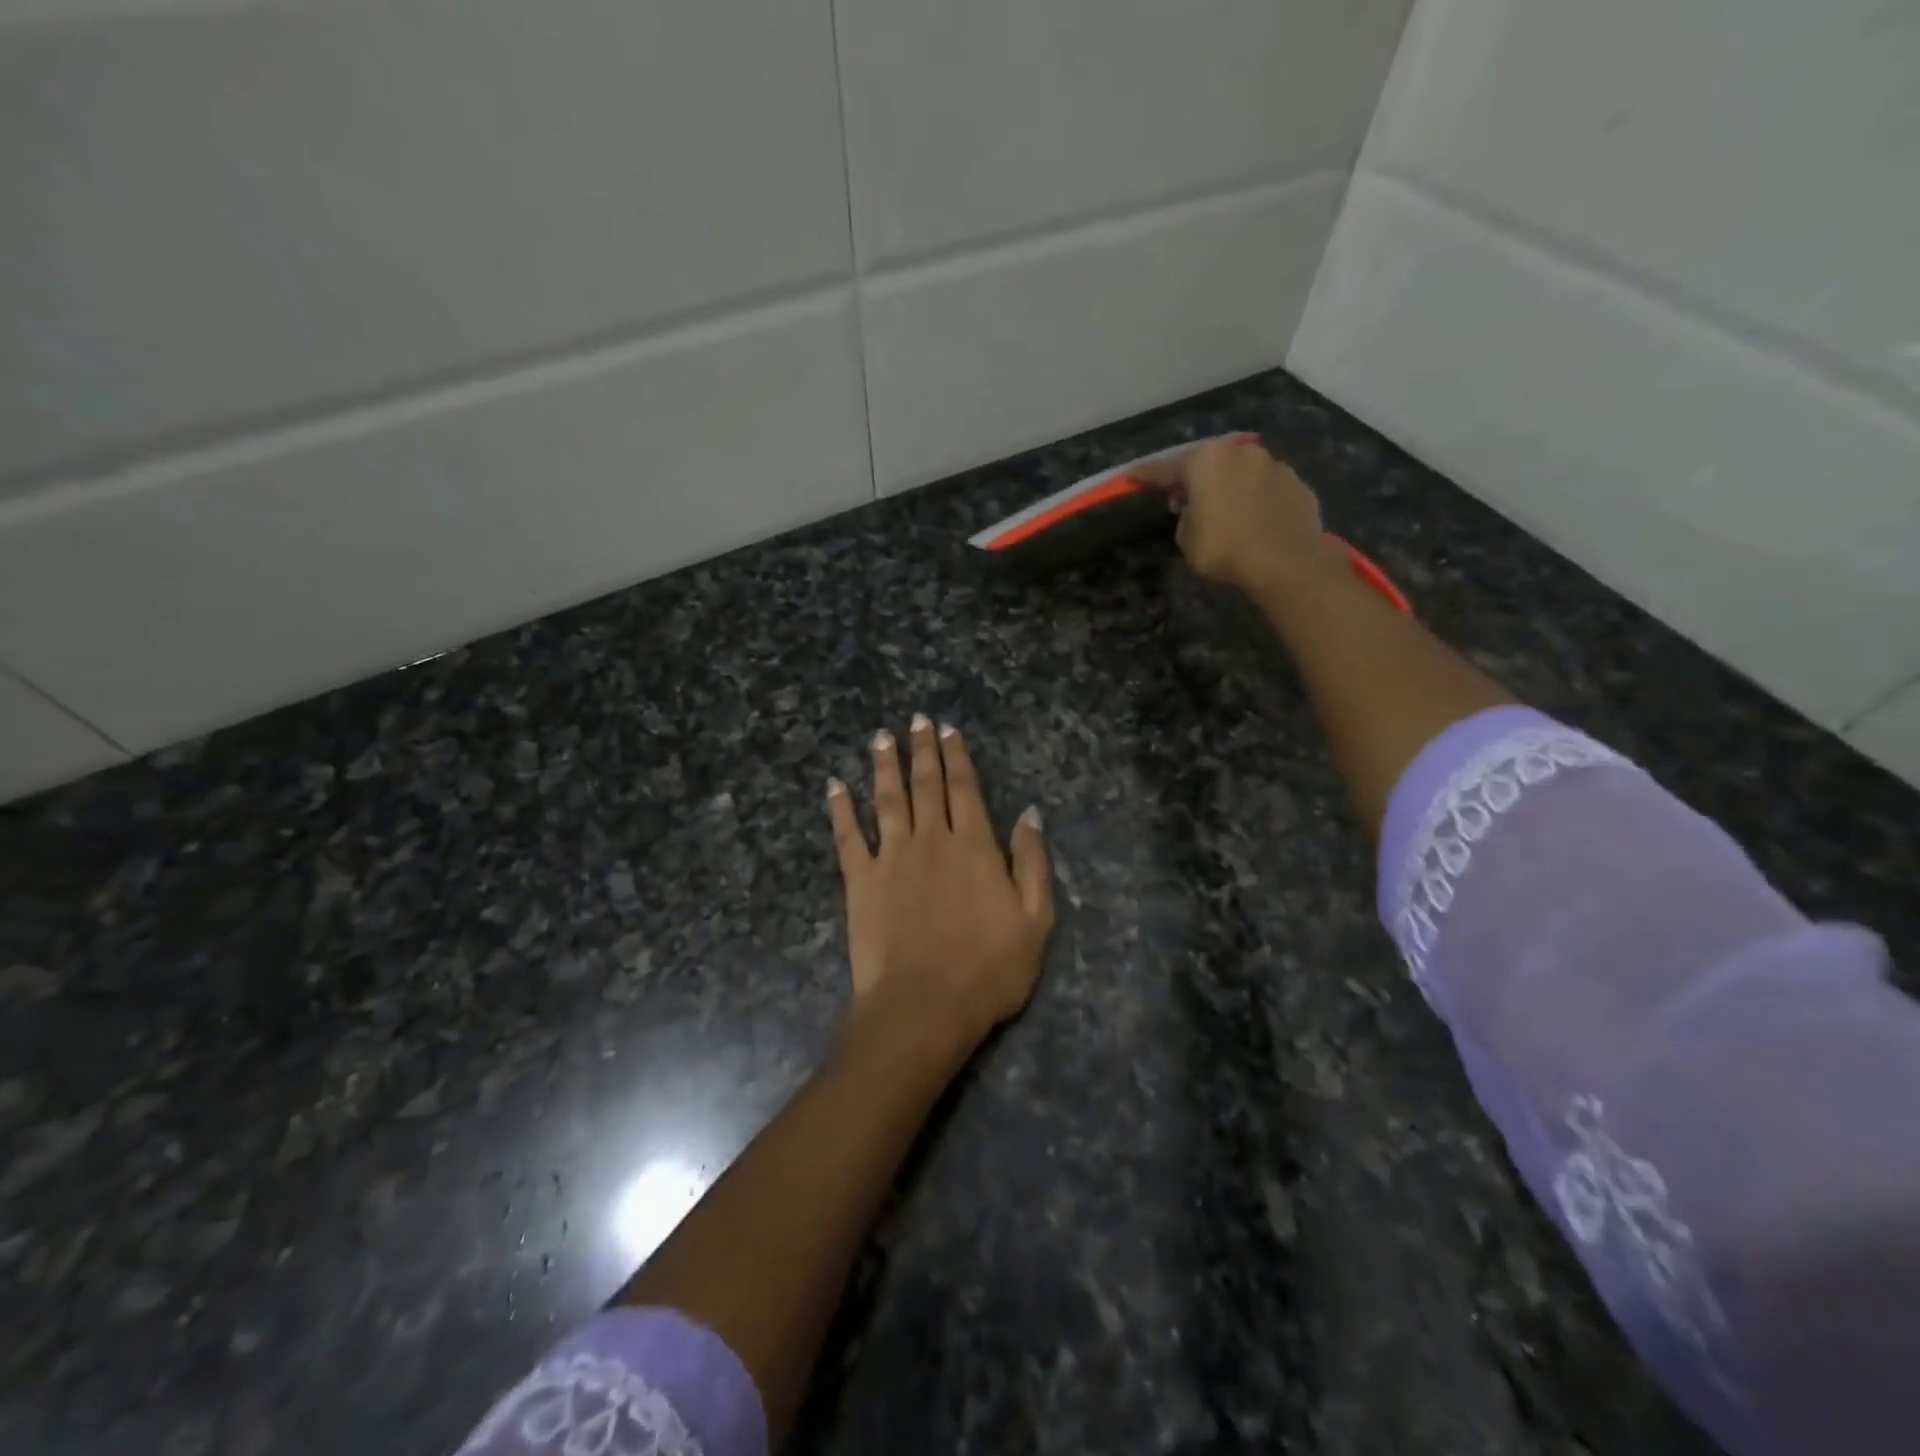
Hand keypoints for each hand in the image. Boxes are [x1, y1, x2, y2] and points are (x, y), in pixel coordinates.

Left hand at [827, 716, 1053, 1054]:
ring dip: (885, 766)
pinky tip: (834, 786)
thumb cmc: (988, 970)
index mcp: (973, 846)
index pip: (964, 789)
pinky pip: (847, 837)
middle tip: (917, 720)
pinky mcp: (860, 880)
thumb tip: (1029, 813)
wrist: (924, 1007)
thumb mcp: (1035, 920)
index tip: (949, 730)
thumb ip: (1032, 862)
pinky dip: (840, 809)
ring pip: (888, 799)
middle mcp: (931, 840)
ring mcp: (891, 857)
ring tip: (882, 738)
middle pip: (926, 784)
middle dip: (923, 750)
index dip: (957, 757)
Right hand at [1132, 436, 1333, 591]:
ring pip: (1240, 471)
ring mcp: (1273, 464)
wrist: (1286, 562)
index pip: (1166, 468)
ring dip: (1228, 485)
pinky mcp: (1296, 482)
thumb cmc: (1225, 549)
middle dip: (1192, 478)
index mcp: (1205, 462)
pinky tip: (1253, 518)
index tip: (1132, 476)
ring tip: (1223, 508)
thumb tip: (1196, 509)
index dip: (1146, 475)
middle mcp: (1239, 453)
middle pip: (1207, 462)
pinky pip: (1265, 487)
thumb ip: (1186, 517)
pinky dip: (1254, 497)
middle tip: (1182, 497)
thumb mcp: (1187, 539)